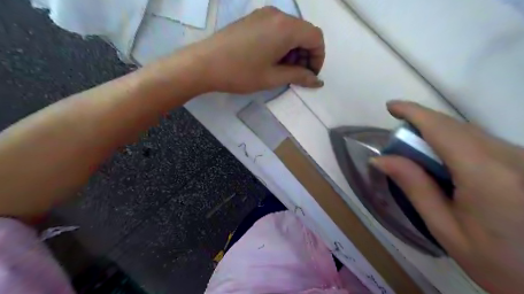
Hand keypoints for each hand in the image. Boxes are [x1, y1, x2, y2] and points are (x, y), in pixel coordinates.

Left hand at [193, 6, 323, 92]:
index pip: (316, 37)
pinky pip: (277, 29)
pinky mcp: (253, 19)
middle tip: (296, 75)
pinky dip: (281, 44)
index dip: (318, 57)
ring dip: (293, 50)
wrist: (204, 63)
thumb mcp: (273, 77)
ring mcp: (263, 14)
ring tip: (282, 69)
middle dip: (306, 55)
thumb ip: (299, 76)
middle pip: (304, 32)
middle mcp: (277, 14)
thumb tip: (318, 81)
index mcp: (286, 27)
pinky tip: (271, 59)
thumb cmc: (240, 73)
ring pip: (290, 31)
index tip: (310, 75)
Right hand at [374, 101, 523, 293]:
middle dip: (422, 125)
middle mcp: (511, 158)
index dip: (414, 113)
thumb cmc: (499, 263)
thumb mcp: (445, 228)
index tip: (391, 106)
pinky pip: (483, 142)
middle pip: (455, 127)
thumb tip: (381, 159)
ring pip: (470, 132)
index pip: (442, 129)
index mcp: (486, 175)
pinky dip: (456, 143)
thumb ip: (414, 187)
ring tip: (418, 154)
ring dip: (438, 134)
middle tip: (398, 143)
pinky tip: (446, 163)